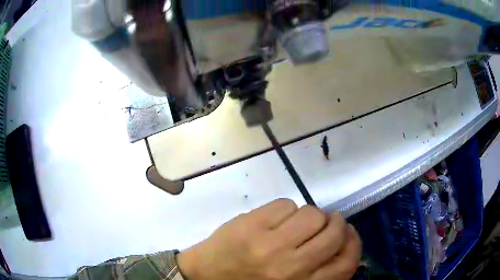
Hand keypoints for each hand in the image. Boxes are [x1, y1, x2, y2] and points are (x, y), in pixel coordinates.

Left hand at [177, 199, 361, 279]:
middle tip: (326, 223)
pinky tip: (275, 220)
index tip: (348, 235)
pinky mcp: (251, 224)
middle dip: (334, 223)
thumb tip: (339, 245)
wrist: (203, 277)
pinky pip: (285, 204)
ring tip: (298, 222)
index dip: (353, 243)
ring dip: (310, 215)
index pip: (346, 263)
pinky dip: (286, 209)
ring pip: (312, 214)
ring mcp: (270, 244)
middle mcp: (291, 267)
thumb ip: (317, 273)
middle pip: (333, 232)